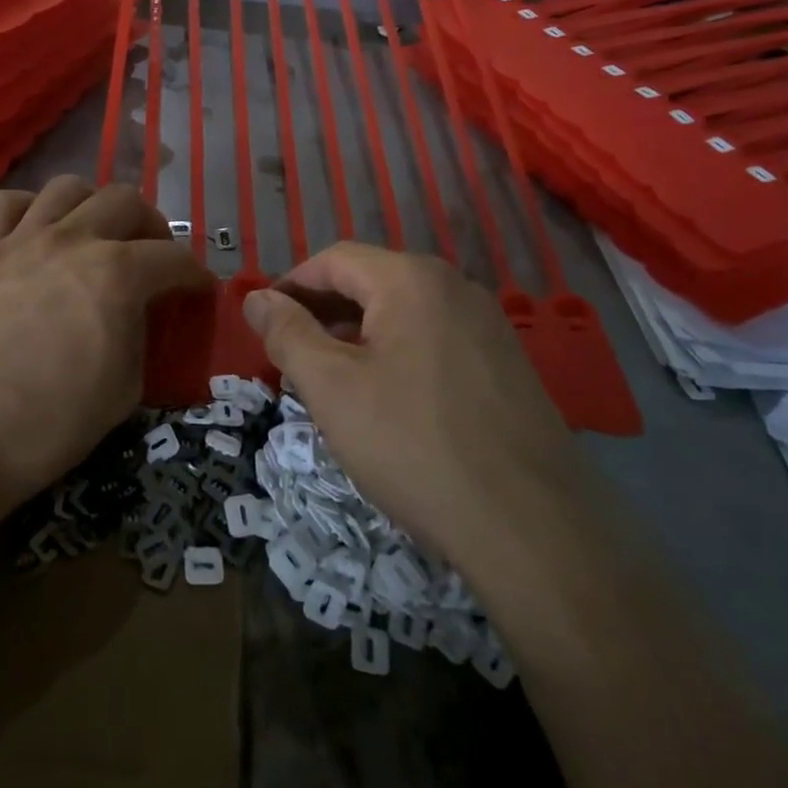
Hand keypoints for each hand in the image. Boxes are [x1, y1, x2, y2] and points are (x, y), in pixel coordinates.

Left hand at [0, 177, 210, 500]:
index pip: (173, 258)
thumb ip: (141, 335)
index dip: (195, 274)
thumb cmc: (48, 426)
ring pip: (68, 187)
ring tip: (97, 234)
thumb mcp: (124, 390)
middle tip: (152, 258)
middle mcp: (72, 240)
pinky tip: (36, 232)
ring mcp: (20, 239)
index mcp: (117, 275)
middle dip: (151, 228)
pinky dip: (30, 208)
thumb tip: (140, 314)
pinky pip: (7, 202)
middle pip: (126, 200)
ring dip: (94, 205)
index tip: (199, 290)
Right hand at [243, 244, 589, 582]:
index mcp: (411, 279)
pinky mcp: (506, 363)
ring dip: (357, 334)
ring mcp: (487, 325)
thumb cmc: (413, 445)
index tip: (262, 323)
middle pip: (371, 281)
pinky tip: (386, 399)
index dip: (290, 285)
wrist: (531, 527)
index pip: (334, 260)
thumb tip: (256, 297)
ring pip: (402, 312)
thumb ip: (286, 333)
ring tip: (331, 380)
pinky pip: (434, 339)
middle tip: (289, 356)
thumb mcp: (331, 388)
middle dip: (322, 311)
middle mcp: (455, 286)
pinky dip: (395, 353)